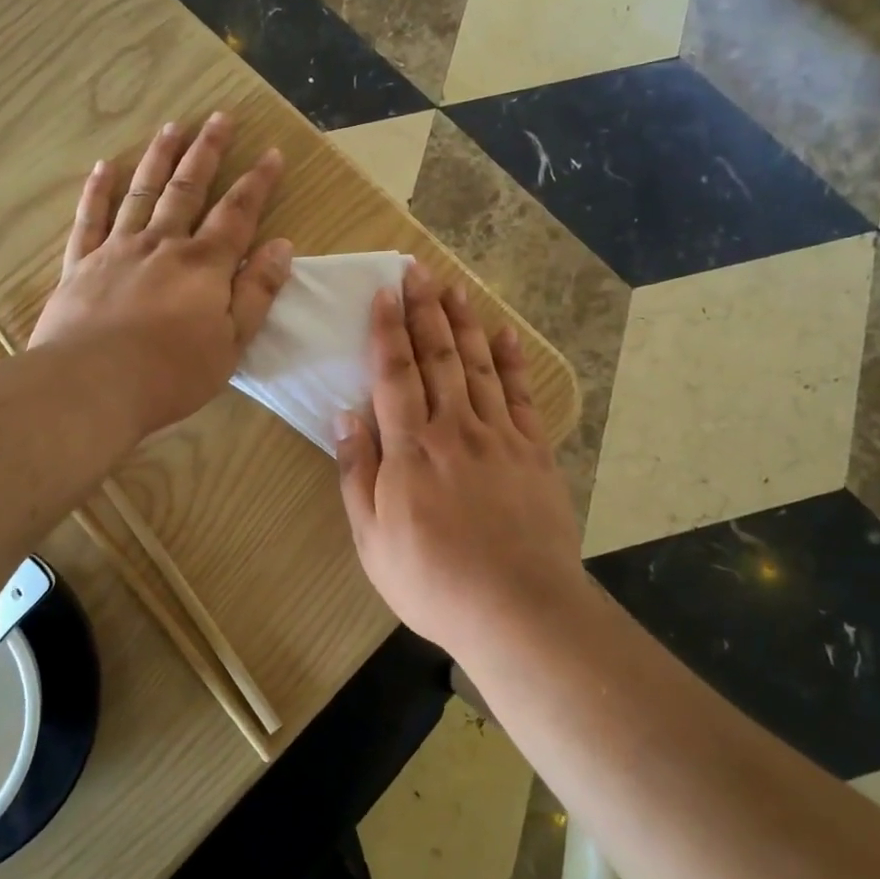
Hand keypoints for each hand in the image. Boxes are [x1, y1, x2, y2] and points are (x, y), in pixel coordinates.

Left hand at [29, 113, 291, 435]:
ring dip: (158, 157)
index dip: (257, 182)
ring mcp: (117, 250)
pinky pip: (90, 218)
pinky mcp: (80, 265)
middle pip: (188, 189)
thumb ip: (257, 292)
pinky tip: (103, 167)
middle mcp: (162, 244)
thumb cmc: (171, 373)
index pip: (237, 213)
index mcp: (204, 265)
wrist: (91, 386)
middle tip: (219, 117)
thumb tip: (282, 246)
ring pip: (141, 192)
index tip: (270, 153)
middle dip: (207, 152)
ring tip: (172, 126)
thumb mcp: (232, 342)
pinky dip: (97, 191)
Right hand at [334, 264, 583, 653]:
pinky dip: (512, 361)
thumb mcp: (372, 537)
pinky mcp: (534, 451)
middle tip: (418, 270)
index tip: (384, 292)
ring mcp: (499, 436)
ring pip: (478, 365)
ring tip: (454, 286)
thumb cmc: (432, 579)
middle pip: (438, 357)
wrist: (517, 608)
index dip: (388, 329)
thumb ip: (357, 472)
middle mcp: (455, 428)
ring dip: (464, 323)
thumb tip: (345, 414)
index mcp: (411, 447)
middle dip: (425, 310)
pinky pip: (520, 395)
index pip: (395, 373)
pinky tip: (505, 334)